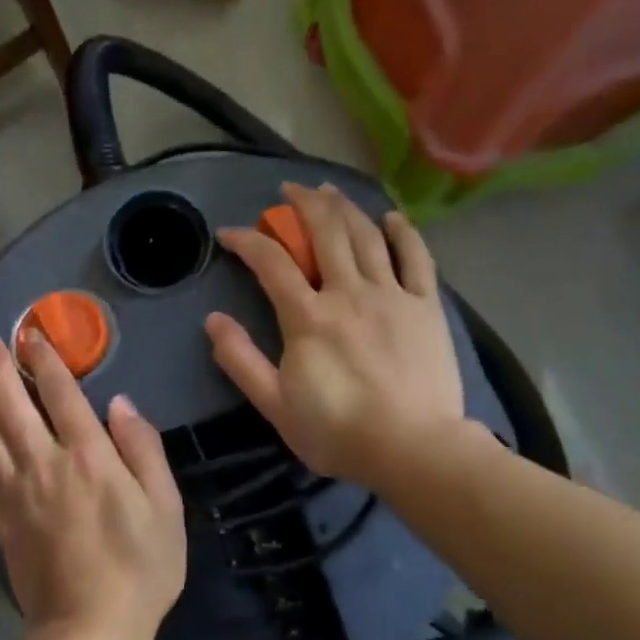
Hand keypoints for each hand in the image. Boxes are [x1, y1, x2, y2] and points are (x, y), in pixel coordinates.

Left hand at [0, 329, 185, 639]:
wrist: (89, 631)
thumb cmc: (140, 569)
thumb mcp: (165, 508)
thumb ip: (143, 450)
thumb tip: (120, 403)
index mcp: (89, 457)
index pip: (62, 395)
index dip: (45, 361)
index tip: (31, 335)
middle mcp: (45, 464)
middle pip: (13, 405)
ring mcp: (16, 491)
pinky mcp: (0, 517)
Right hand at [207, 182, 465, 490]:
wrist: (414, 449)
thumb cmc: (338, 432)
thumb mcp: (274, 405)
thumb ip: (241, 360)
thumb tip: (212, 321)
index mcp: (308, 317)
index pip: (271, 263)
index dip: (246, 241)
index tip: (229, 234)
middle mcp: (348, 293)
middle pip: (325, 232)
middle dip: (303, 204)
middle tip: (290, 190)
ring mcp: (392, 295)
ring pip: (366, 236)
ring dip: (345, 207)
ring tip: (330, 190)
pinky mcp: (426, 306)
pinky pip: (416, 258)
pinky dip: (403, 233)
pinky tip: (391, 217)